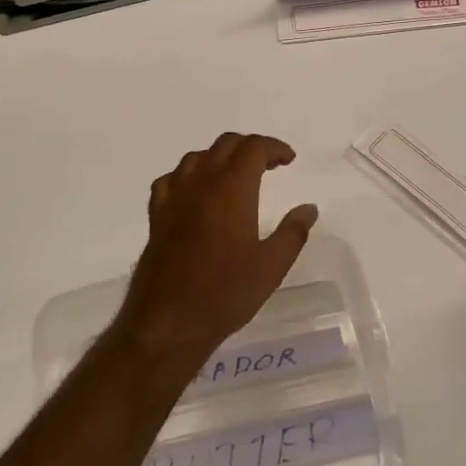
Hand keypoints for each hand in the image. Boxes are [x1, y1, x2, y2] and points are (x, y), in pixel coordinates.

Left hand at [113, 133, 318, 368]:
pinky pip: (172, 179)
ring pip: (197, 157)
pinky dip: (189, 176)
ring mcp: (174, 196)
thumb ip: (293, 232)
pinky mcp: (157, 214)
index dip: (274, 147)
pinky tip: (195, 193)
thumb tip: (308, 208)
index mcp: (232, 189)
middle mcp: (201, 183)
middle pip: (226, 144)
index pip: (253, 147)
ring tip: (235, 176)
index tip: (289, 160)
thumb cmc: (225, 293)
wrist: (169, 320)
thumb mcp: (271, 266)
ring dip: (220, 158)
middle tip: (269, 166)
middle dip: (250, 148)